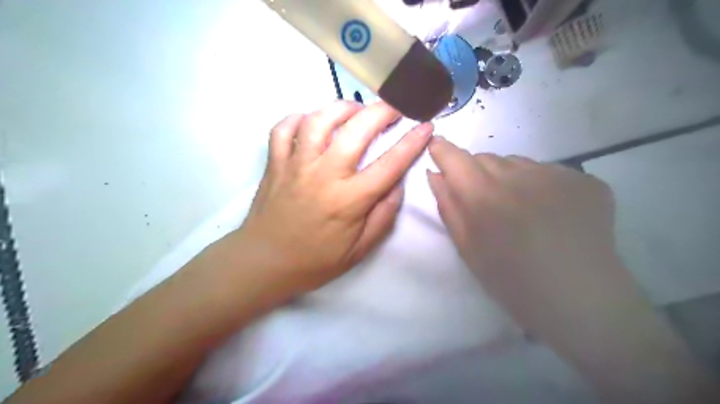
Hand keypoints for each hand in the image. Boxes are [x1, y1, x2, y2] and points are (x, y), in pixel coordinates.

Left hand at [234, 101, 432, 293]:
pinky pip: (284, 128)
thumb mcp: (359, 250)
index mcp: (349, 200)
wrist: (264, 263)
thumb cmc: (315, 260)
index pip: (390, 164)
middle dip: (383, 111)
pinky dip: (299, 118)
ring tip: (355, 110)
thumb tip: (397, 184)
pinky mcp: (275, 162)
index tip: (426, 125)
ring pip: (319, 120)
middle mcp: (324, 175)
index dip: (412, 142)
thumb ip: (383, 216)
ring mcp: (296, 165)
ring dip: (342, 107)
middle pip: (357, 130)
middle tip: (394, 108)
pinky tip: (312, 122)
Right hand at [427, 138, 719, 403]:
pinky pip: (548, 172)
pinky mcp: (584, 179)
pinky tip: (550, 212)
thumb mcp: (467, 248)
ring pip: (516, 162)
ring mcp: (555, 173)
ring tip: (520, 208)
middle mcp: (517, 175)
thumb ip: (448, 206)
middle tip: (484, 201)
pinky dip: (540, 185)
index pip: (454, 157)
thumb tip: (435, 174)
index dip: (442, 150)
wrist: (580, 299)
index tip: (437, 148)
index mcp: (483, 195)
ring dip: (508, 177)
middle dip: (476, 172)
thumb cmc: (511, 280)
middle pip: (485, 158)